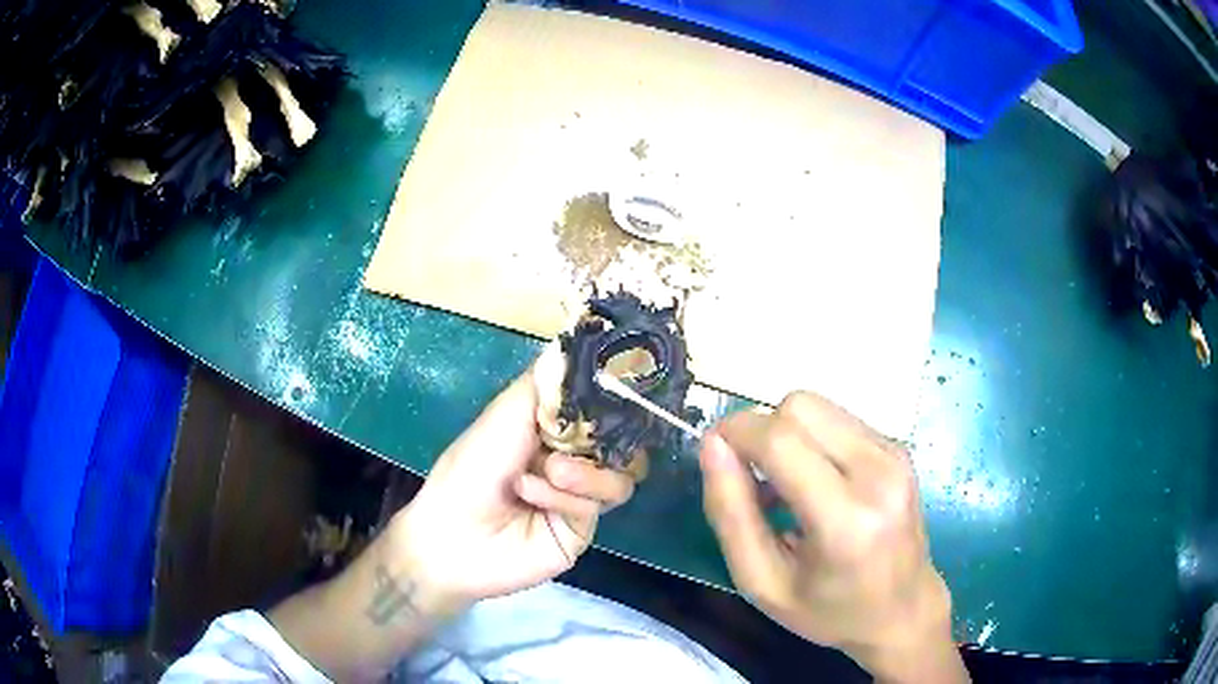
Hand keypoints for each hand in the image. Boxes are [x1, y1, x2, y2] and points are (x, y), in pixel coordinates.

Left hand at [385, 354, 636, 614]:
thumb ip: (545, 382)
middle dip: (605, 437)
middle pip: (622, 444)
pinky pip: (597, 505)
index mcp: (554, 430)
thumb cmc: (471, 467)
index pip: (602, 410)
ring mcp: (582, 497)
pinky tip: (531, 494)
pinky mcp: (584, 529)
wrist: (453, 534)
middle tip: (586, 434)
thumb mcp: (505, 414)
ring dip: (585, 472)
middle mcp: (574, 460)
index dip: (613, 399)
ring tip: (551, 471)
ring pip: (621, 476)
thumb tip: (576, 340)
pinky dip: (565, 496)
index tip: (625, 385)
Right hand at [699, 393, 966, 682]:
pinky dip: (812, 439)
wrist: (903, 610)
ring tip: (785, 486)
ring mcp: (894, 454)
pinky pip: (837, 419)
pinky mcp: (898, 447)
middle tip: (753, 480)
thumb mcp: (762, 583)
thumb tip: (712, 445)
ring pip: (818, 405)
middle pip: (799, 407)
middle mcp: (878, 473)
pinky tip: (815, 481)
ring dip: (787, 434)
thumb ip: (730, 514)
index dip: (736, 432)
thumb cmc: (828, 611)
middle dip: (761, 431)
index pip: (781, 440)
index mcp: (846, 520)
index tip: (712, 452)